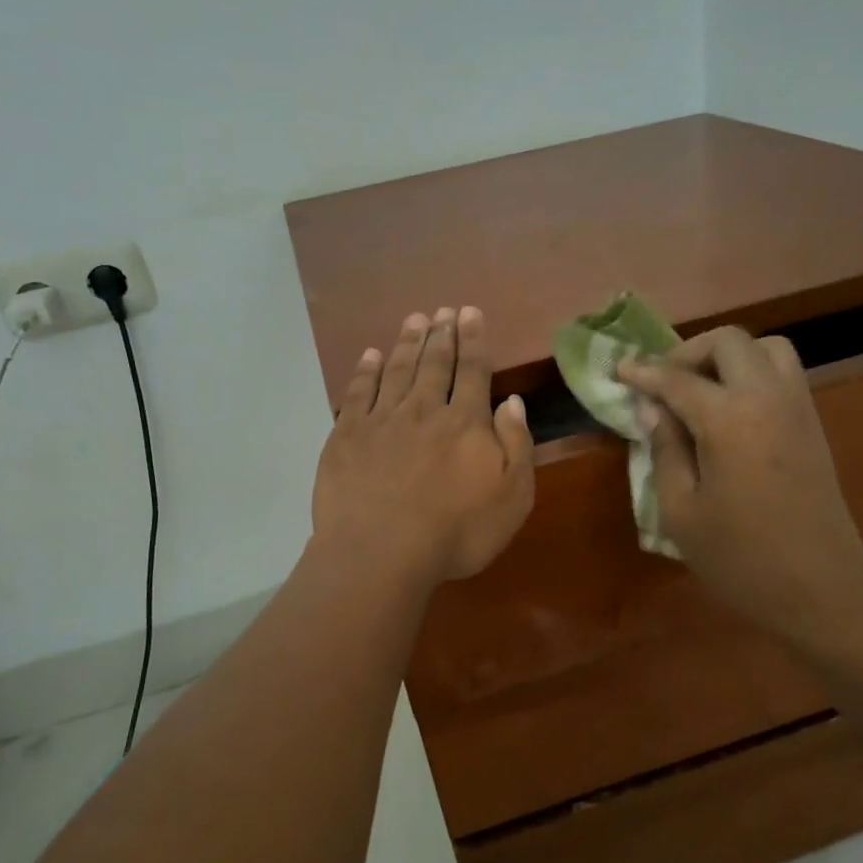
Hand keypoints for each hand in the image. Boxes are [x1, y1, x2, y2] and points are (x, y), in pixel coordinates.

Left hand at [313, 306, 534, 584]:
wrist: (381, 552)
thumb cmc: (456, 532)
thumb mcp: (512, 497)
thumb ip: (516, 445)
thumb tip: (511, 402)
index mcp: (465, 423)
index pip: (473, 371)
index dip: (473, 340)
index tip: (470, 312)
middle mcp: (423, 410)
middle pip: (434, 363)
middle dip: (442, 333)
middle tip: (444, 309)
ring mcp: (381, 420)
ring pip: (397, 370)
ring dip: (408, 342)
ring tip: (415, 319)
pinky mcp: (347, 436)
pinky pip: (358, 393)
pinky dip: (366, 371)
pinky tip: (370, 355)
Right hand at [619, 327, 862, 649]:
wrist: (823, 590)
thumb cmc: (741, 558)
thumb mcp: (681, 512)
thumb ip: (665, 451)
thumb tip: (655, 411)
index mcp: (729, 419)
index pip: (677, 378)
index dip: (643, 372)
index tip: (619, 369)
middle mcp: (768, 398)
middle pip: (728, 341)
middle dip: (688, 352)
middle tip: (663, 383)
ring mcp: (798, 408)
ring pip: (765, 347)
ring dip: (727, 356)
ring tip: (700, 390)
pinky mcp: (814, 425)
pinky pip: (783, 373)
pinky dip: (752, 372)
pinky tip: (730, 410)